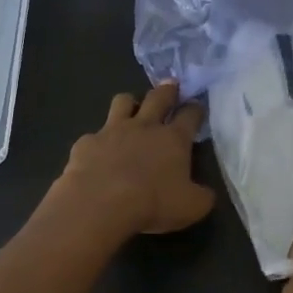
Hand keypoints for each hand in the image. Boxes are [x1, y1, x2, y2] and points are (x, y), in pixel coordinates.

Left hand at [49, 82, 215, 237]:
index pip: (190, 115)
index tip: (198, 107)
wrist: (100, 204)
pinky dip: (99, 141)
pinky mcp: (87, 142)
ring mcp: (112, 131)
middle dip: (167, 90)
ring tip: (131, 107)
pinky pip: (94, 135)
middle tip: (171, 85)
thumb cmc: (153, 203)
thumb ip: (202, 196)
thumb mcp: (192, 207)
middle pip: (158, 97)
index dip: (196, 109)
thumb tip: (205, 192)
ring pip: (122, 102)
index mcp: (174, 139)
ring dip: (130, 102)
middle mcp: (144, 127)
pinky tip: (98, 153)